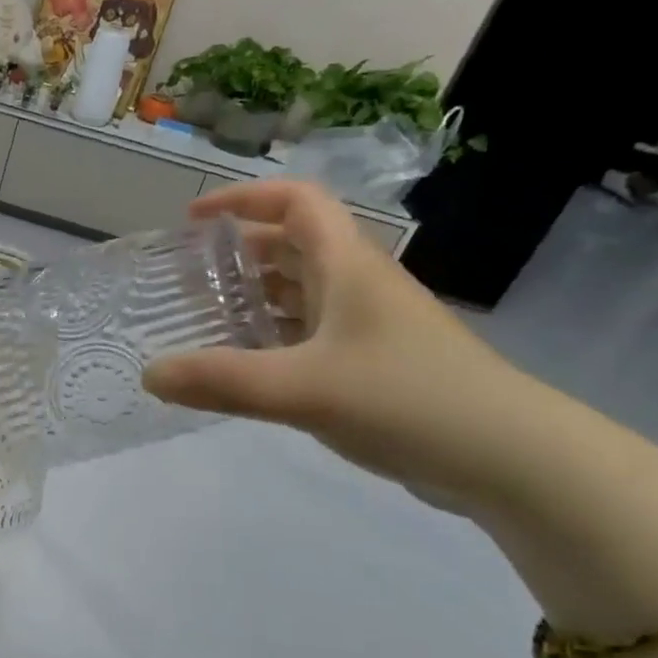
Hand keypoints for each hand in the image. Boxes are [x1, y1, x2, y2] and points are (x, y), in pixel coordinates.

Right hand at [141, 180, 539, 510]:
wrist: (509, 458)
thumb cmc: (407, 399)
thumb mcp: (302, 387)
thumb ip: (220, 380)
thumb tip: (148, 374)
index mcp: (347, 265)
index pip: (295, 201)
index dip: (242, 199)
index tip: (193, 219)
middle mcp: (358, 285)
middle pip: (293, 246)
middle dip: (238, 254)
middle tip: (189, 280)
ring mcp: (370, 327)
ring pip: (302, 293)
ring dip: (255, 298)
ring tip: (206, 321)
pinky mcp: (375, 365)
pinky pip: (311, 335)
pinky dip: (274, 339)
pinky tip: (247, 368)